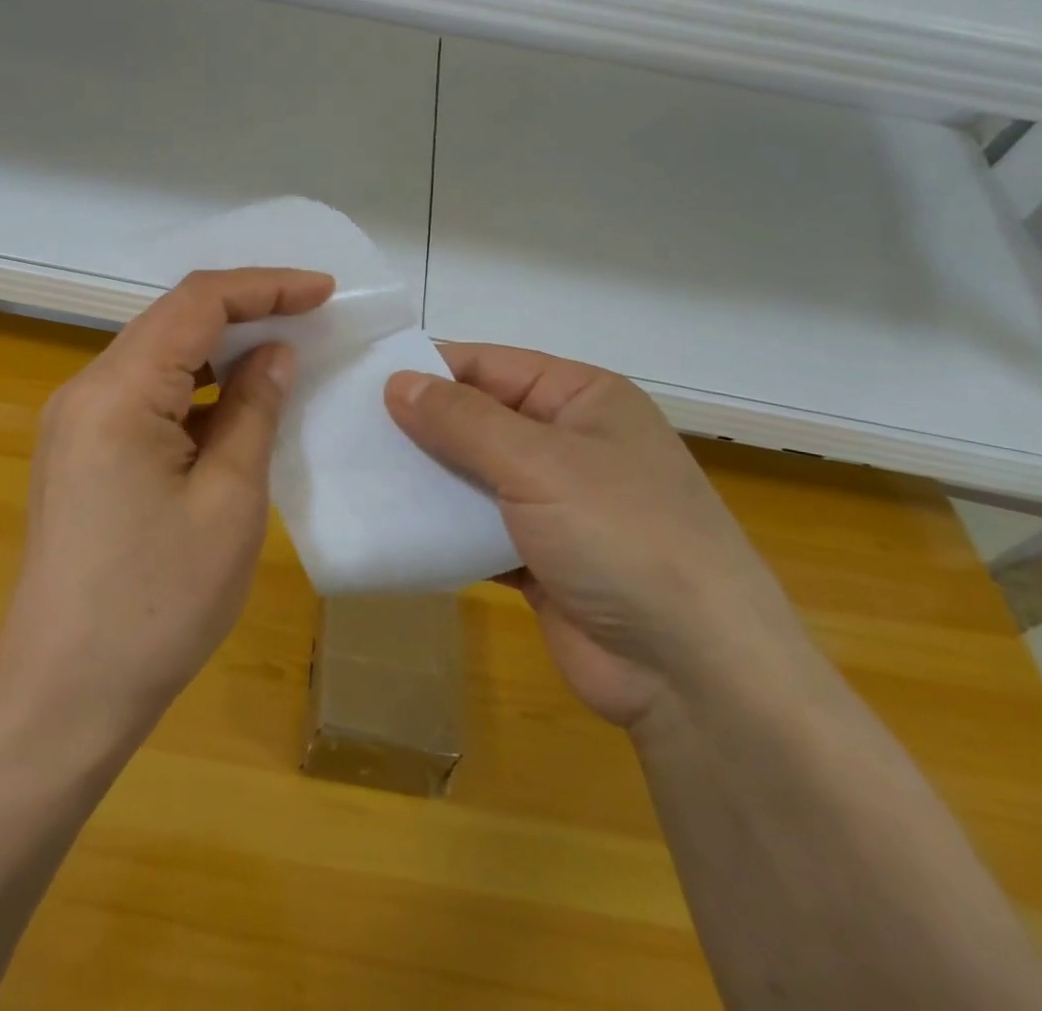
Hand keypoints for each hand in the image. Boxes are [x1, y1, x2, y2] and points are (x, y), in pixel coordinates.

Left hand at [0, 268, 333, 745]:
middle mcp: (85, 390)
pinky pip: (143, 396)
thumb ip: (254, 410)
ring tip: (281, 357)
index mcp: (117, 392)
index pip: (196, 303)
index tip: (323, 292)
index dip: (264, 287)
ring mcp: (75, 422)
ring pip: (157, 356)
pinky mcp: (79, 452)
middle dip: (244, 312)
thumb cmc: (157, 602)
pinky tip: (233, 408)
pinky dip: (194, 389)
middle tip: (310, 320)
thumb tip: (275, 354)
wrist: (64, 694)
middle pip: (171, 320)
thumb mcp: (229, 501)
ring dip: (219, 350)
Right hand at [385, 344, 809, 728]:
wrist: (694, 675)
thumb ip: (462, 420)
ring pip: (472, 477)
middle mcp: (569, 444)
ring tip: (356, 473)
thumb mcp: (538, 463)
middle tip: (346, 429)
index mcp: (583, 400)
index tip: (362, 379)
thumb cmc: (622, 537)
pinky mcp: (537, 559)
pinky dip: (440, 529)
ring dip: (425, 480)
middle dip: (419, 427)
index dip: (429, 370)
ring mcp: (554, 505)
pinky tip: (390, 526)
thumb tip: (397, 382)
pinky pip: (475, 529)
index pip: (491, 366)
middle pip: (478, 421)